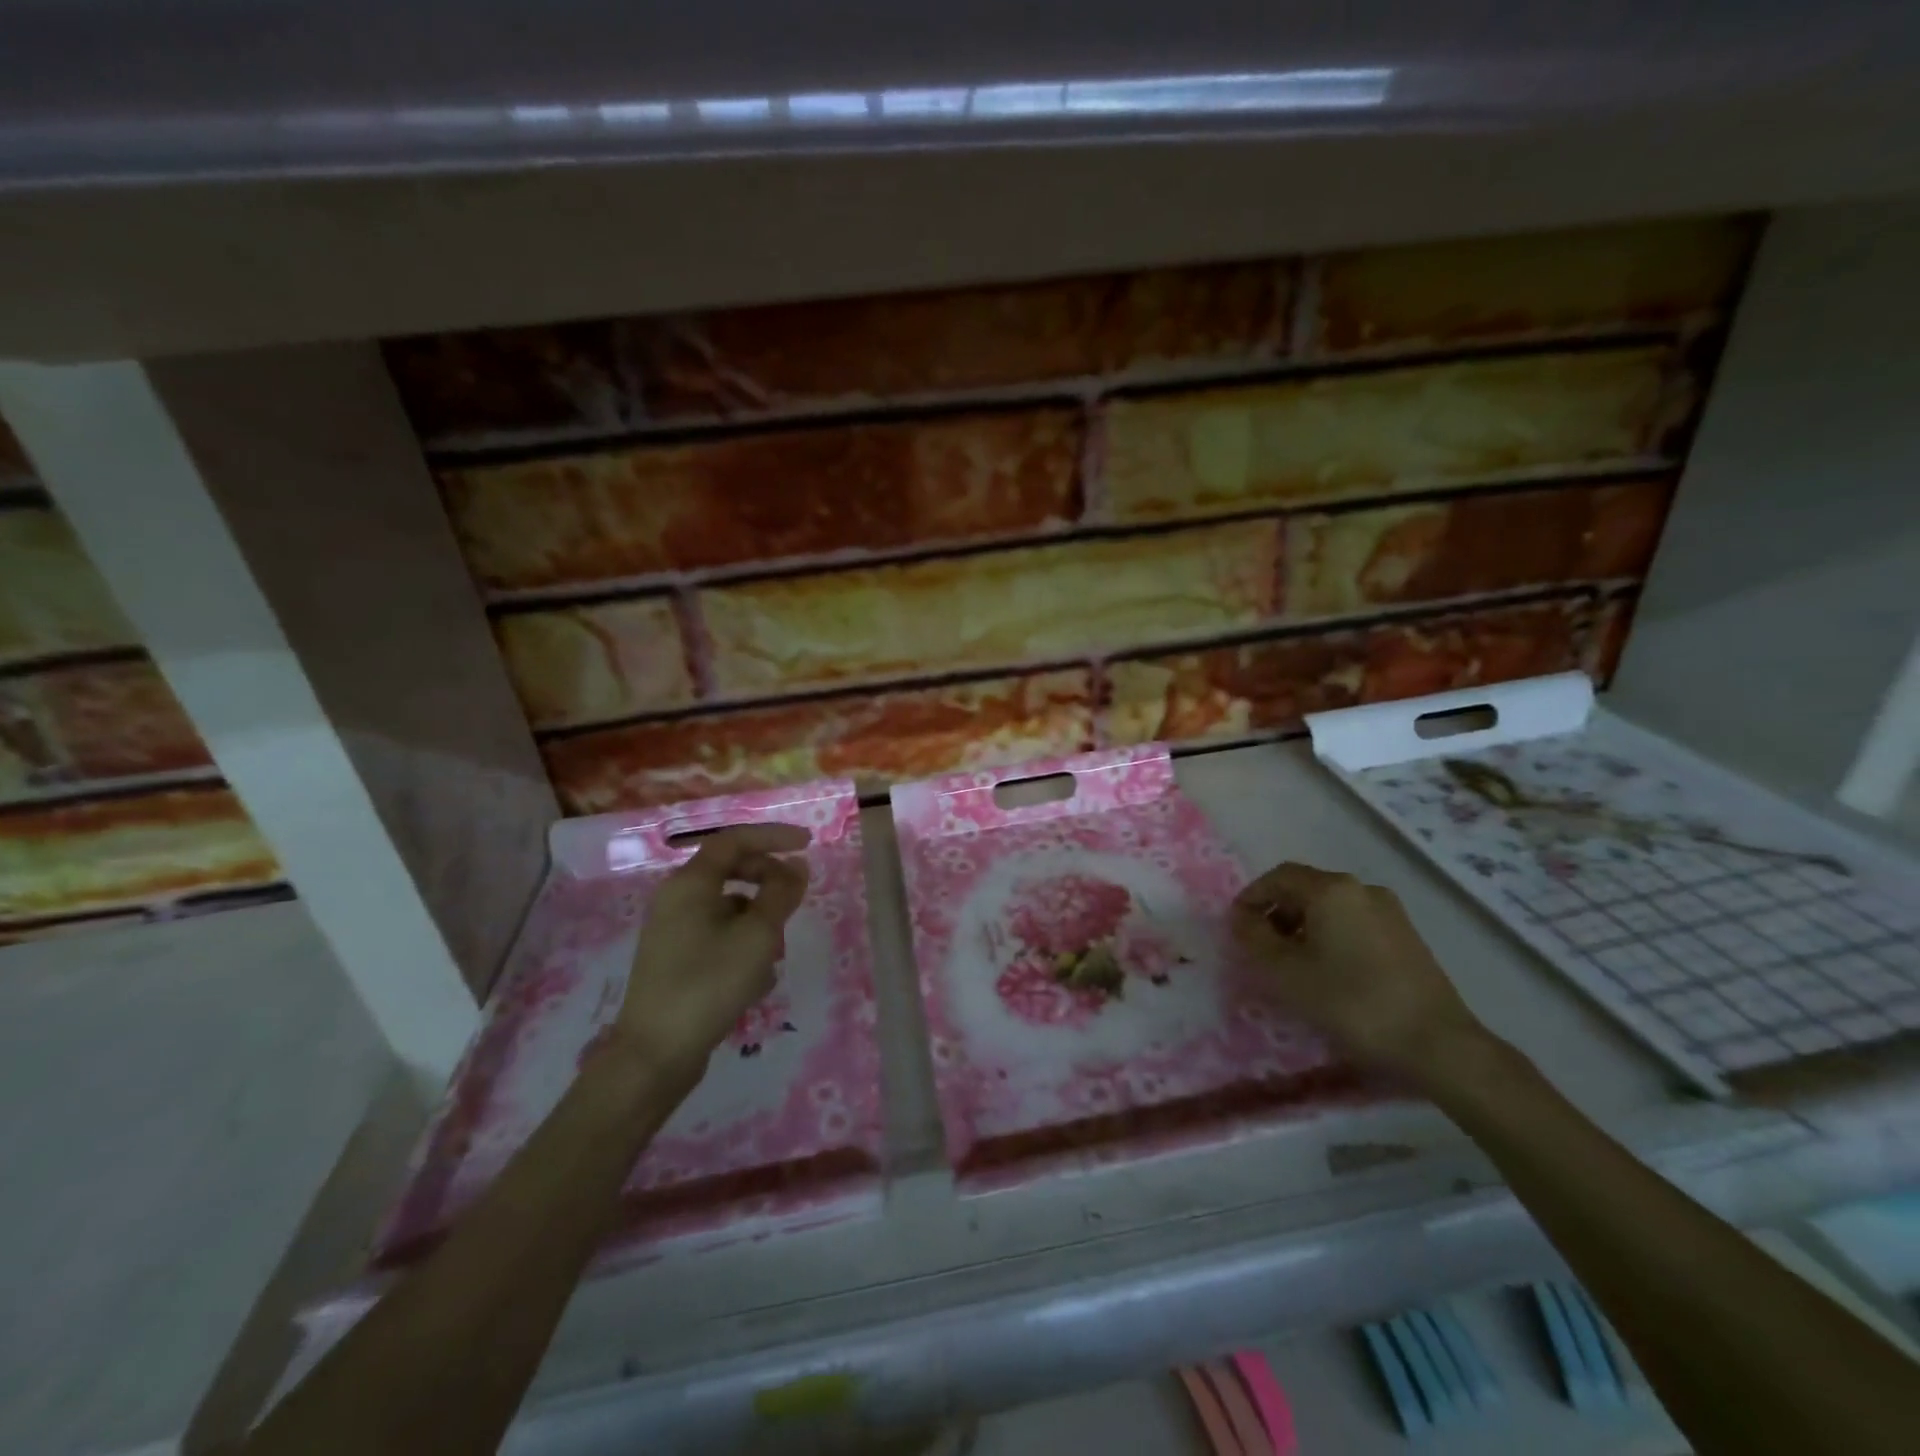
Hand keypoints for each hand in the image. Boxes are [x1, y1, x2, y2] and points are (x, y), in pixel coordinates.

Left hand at [614, 825, 810, 1087]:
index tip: (808, 844)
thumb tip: (797, 865)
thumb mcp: (757, 935)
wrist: (654, 1055)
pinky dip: (743, 946)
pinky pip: (718, 937)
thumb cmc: (709, 983)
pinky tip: (757, 981)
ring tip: (776, 954)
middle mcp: (676, 899)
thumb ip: (781, 894)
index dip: (774, 836)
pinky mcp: (676, 960)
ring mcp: (673, 931)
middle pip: (731, 871)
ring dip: (759, 921)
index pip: (735, 840)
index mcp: (690, 883)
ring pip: (728, 909)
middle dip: (769, 882)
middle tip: (797, 898)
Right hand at [1230, 862, 1486, 1083]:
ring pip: (1330, 907)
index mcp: (1331, 890)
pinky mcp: (1406, 936)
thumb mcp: (1286, 973)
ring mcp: (1389, 912)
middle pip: (1305, 888)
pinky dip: (1329, 936)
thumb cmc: (1351, 1002)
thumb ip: (1254, 939)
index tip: (1236, 928)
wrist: (1437, 1044)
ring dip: (1302, 926)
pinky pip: (1353, 922)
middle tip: (1259, 947)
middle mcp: (1362, 889)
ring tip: (1291, 963)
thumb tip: (1240, 918)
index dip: (1251, 898)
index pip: (1278, 877)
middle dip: (1275, 913)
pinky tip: (1327, 971)